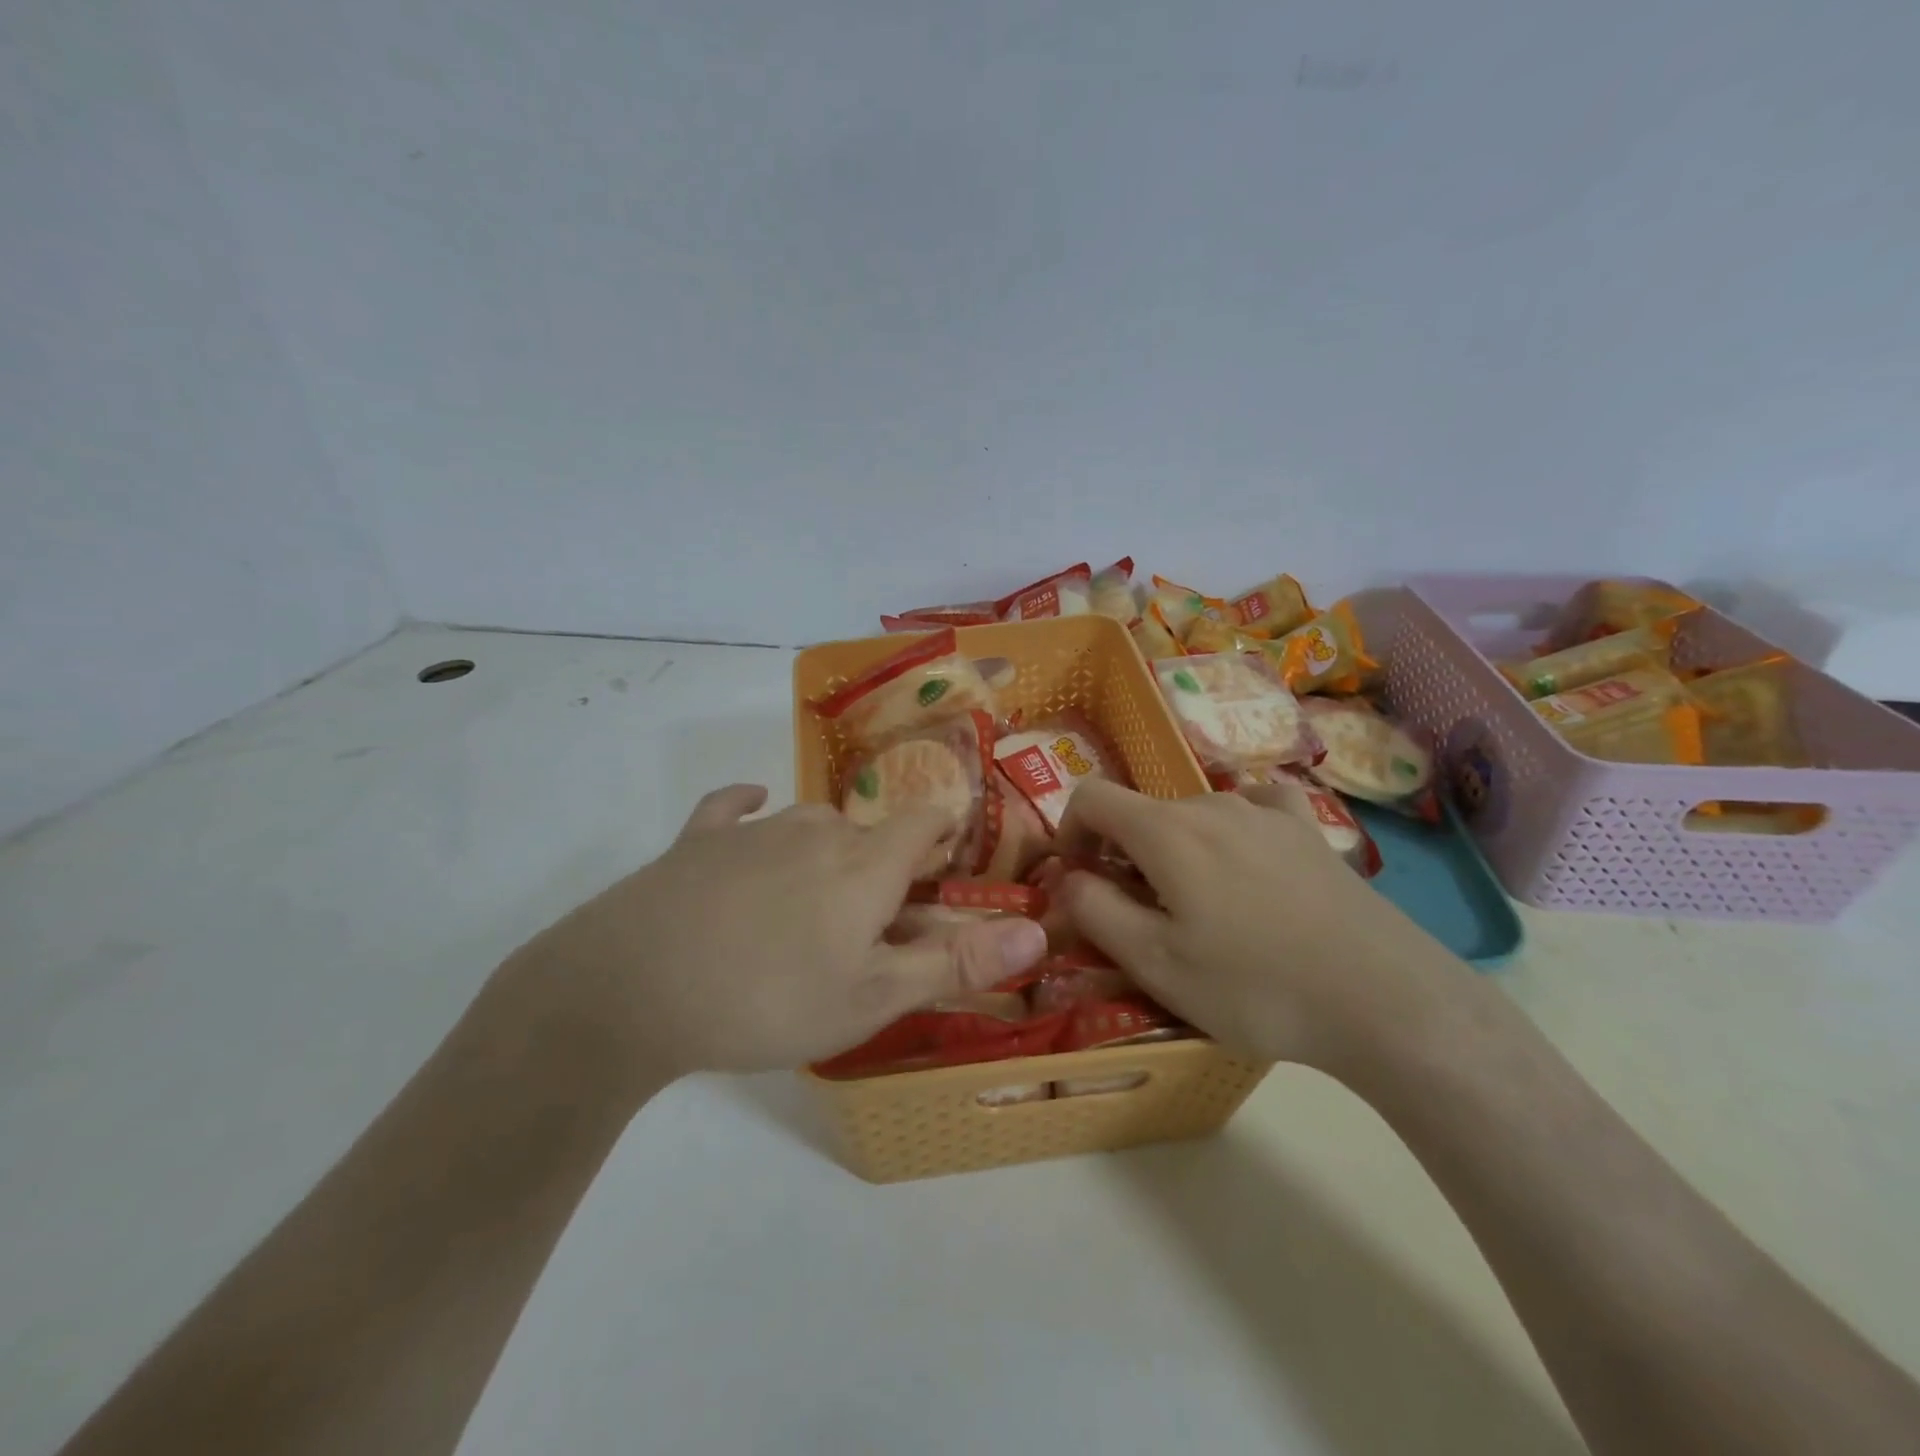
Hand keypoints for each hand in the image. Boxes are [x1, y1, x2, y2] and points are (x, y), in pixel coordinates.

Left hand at [507, 785, 1048, 1090]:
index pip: (925, 823)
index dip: (945, 835)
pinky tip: (750, 811)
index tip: (949, 865)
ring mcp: (754, 829)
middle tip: (873, 922)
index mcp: (866, 862)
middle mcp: (818, 828)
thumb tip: (1039, 929)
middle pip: (869, 832)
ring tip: (812, 906)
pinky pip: (733, 808)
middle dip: (883, 866)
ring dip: (825, 854)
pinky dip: (748, 810)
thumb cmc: (770, 998)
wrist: (633, 987)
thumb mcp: (873, 997)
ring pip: (810, 826)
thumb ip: (956, 962)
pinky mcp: (698, 840)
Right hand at [1055, 779, 1460, 1072]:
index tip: (1079, 879)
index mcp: (1166, 830)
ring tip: (1201, 909)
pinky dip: (1233, 831)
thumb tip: (1068, 877)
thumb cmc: (1256, 986)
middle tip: (1141, 917)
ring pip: (1194, 816)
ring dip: (1175, 851)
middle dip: (1123, 855)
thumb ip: (1095, 911)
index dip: (1069, 832)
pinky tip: (1250, 864)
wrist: (1386, 1000)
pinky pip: (1254, 810)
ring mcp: (1267, 812)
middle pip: (1143, 813)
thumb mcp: (1156, 963)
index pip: (1091, 797)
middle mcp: (1212, 804)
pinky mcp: (1309, 830)